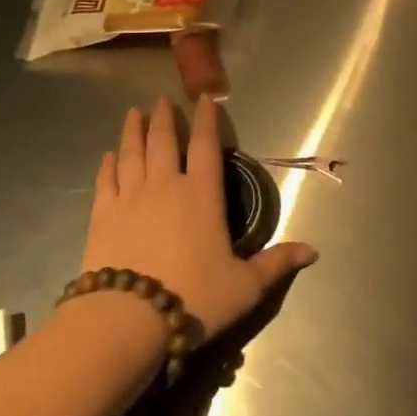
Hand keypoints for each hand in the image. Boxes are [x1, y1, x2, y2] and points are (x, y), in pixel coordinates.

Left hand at [81, 95, 317, 339]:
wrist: (128, 318)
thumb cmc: (194, 296)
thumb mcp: (245, 286)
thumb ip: (276, 263)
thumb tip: (313, 251)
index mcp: (202, 194)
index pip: (206, 145)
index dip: (206, 119)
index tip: (204, 98)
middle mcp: (166, 185)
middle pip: (163, 141)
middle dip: (164, 118)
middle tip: (162, 100)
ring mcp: (130, 197)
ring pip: (131, 153)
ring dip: (133, 131)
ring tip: (133, 112)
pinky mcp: (103, 216)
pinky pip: (105, 181)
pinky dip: (107, 165)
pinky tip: (107, 156)